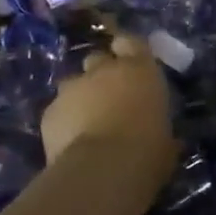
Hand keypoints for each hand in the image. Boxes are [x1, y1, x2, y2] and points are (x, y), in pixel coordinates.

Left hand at [40, 35, 178, 189]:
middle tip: (109, 98)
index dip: (128, 50)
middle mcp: (104, 70)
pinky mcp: (49, 112)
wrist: (101, 171)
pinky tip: (70, 142)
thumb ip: (159, 129)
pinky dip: (64, 121)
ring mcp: (72, 88)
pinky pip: (58, 110)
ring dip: (81, 97)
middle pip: (98, 60)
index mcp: (140, 70)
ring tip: (87, 123)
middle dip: (102, 74)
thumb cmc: (146, 152)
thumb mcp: (166, 142)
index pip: (132, 43)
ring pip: (74, 84)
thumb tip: (163, 139)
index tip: (129, 62)